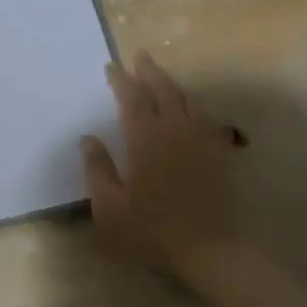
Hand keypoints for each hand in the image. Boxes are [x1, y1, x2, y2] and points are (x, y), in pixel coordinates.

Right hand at [81, 52, 252, 289]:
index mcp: (144, 137)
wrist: (213, 250)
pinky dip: (194, 106)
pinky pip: (206, 117)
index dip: (120, 80)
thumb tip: (88, 138)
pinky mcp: (219, 151)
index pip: (131, 98)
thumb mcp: (110, 207)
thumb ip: (97, 169)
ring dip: (171, 83)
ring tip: (161, 76)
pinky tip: (192, 109)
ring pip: (186, 98)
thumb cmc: (154, 230)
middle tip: (140, 56)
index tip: (112, 66)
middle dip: (149, 71)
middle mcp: (173, 128)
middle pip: (162, 89)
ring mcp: (200, 138)